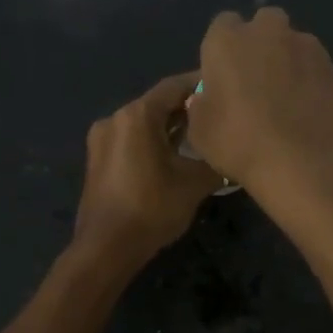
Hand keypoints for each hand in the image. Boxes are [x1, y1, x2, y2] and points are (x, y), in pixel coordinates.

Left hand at [70, 72, 225, 271]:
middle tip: (219, 114)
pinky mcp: (99, 160)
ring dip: (171, 126)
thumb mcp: (194, 184)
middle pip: (158, 103)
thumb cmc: (152, 209)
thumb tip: (233, 157)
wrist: (106, 248)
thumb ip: (216, 162)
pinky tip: (176, 154)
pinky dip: (154, 141)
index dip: (201, 84)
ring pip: (144, 123)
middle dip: (188, 108)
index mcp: (136, 115)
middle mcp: (115, 118)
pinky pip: (132, 140)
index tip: (225, 88)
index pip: (174, 86)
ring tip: (202, 134)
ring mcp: (102, 139)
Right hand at [187, 8, 332, 204]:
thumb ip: (200, 105)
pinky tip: (309, 111)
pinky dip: (312, 81)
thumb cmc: (240, 144)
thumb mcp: (200, 132)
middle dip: (260, 43)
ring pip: (294, 43)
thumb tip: (207, 98)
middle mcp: (268, 32)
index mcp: (227, 40)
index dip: (223, 50)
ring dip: (288, 61)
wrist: (305, 164)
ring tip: (287, 99)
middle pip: (263, 23)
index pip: (222, 26)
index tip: (224, 76)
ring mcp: (307, 46)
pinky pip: (316, 68)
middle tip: (256, 81)